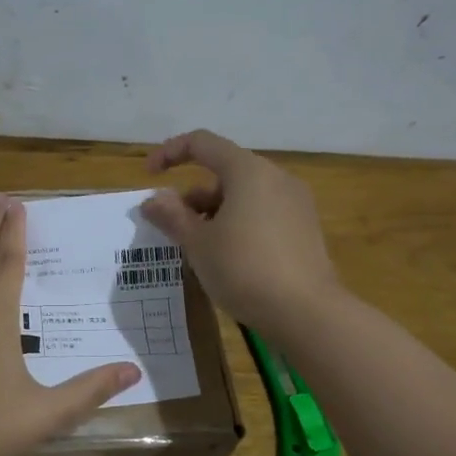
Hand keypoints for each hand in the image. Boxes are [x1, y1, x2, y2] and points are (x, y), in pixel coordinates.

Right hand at [144, 129, 340, 333]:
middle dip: (192, 196)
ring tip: (198, 249)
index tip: (149, 177)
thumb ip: (172, 216)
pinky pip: (262, 213)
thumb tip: (153, 200)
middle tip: (173, 228)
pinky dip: (238, 224)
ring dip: (213, 213)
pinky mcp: (304, 228)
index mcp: (248, 171)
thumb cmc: (244, 269)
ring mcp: (295, 203)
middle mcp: (275, 178)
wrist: (306, 312)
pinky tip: (228, 259)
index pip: (202, 143)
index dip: (170, 153)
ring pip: (243, 196)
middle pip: (224, 172)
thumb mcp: (198, 244)